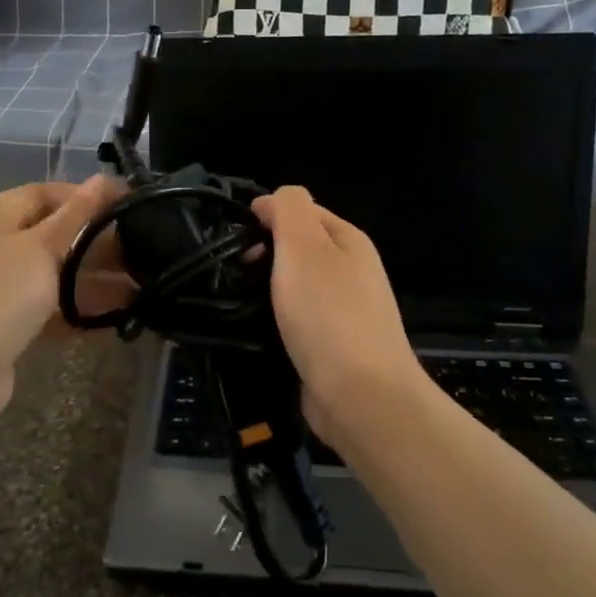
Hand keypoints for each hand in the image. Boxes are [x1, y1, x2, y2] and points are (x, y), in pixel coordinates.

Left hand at [0, 177, 126, 417]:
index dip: (84, 196)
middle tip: (140, 253)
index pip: (43, 193)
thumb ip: (75, 216)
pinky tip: (111, 320)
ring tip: (139, 288)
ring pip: (52, 277)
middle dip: (94, 243)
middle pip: (51, 236)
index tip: (126, 208)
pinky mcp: (3, 327)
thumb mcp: (40, 249)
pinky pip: (46, 311)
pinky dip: (75, 312)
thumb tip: (103, 179)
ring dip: (91, 281)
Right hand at [251, 186, 425, 441]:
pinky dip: (277, 320)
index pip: (301, 210)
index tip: (235, 239)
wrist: (360, 396)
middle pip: (298, 247)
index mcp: (348, 240)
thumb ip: (289, 209)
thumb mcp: (304, 246)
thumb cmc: (328, 314)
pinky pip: (298, 319)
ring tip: (240, 301)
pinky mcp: (334, 346)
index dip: (266, 216)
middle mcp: (352, 270)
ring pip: (296, 285)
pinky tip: (259, 330)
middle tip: (236, 272)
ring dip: (268, 289)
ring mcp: (346, 310)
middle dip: (265, 254)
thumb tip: (271, 200)